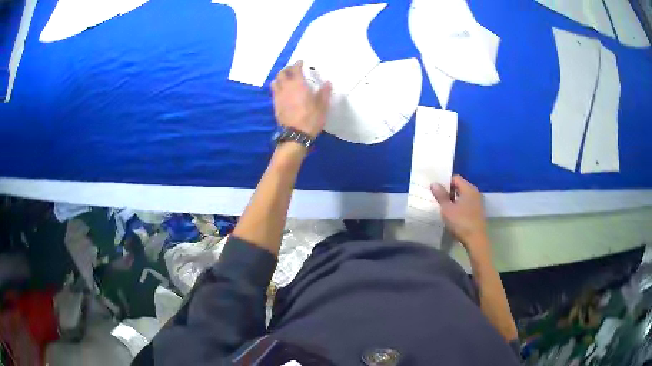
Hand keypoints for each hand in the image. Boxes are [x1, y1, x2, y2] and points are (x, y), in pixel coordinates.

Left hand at [271, 60, 332, 138]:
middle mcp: (286, 88)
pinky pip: (274, 92)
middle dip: (287, 69)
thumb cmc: (311, 118)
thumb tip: (328, 83)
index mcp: (298, 85)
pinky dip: (277, 88)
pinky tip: (282, 92)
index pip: (296, 69)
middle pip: (282, 73)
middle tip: (292, 69)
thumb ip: (324, 92)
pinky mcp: (275, 105)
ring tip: (285, 79)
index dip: (298, 64)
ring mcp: (279, 97)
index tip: (301, 62)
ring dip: (279, 78)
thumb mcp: (322, 106)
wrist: (296, 134)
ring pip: (275, 82)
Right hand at [431, 175, 489, 254]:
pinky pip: (467, 204)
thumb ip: (441, 195)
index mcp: (468, 188)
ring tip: (444, 207)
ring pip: (463, 196)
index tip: (436, 190)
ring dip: (454, 200)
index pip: (455, 178)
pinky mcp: (478, 211)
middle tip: (438, 199)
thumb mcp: (447, 209)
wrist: (476, 240)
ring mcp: (478, 202)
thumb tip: (434, 183)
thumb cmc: (461, 222)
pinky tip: (454, 215)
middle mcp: (475, 192)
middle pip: (460, 186)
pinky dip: (460, 206)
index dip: (445, 182)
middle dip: (449, 191)